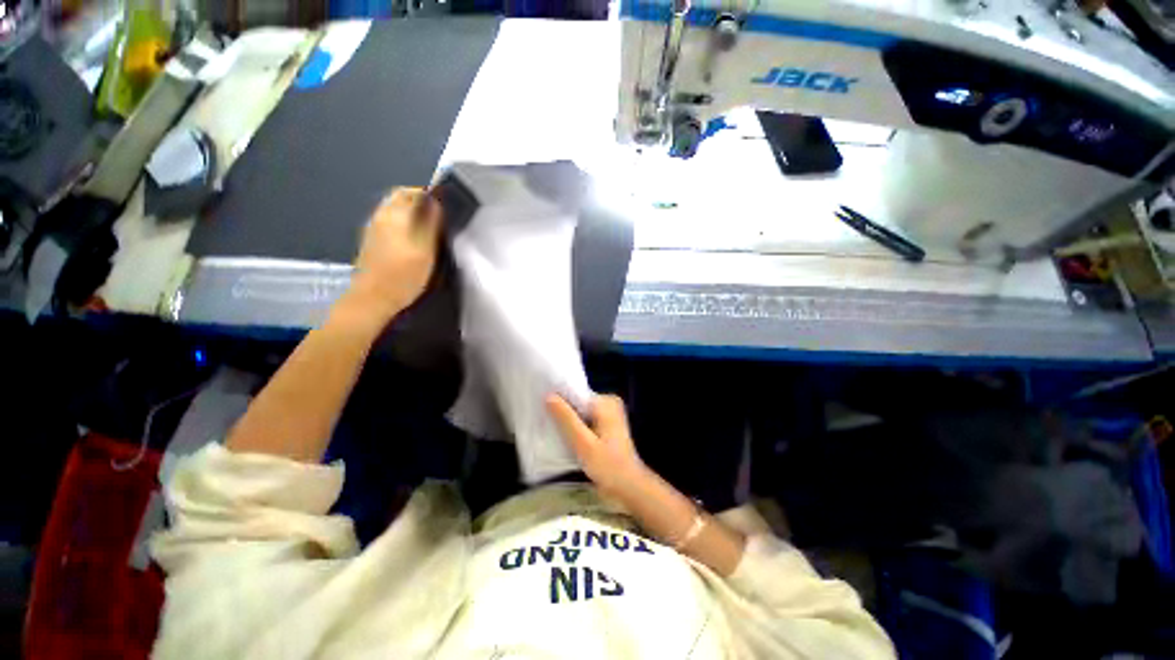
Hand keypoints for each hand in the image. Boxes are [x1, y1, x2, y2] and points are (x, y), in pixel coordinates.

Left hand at [344, 187, 441, 324]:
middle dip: (420, 201)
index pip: (412, 192)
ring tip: (431, 228)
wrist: (373, 299)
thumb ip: (430, 223)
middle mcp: (381, 216)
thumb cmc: (403, 275)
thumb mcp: (425, 249)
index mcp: (394, 214)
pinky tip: (415, 239)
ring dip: (412, 212)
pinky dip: (405, 223)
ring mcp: (374, 228)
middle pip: (401, 198)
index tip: (446, 206)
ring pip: (395, 210)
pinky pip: (391, 222)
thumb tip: (436, 201)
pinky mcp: (372, 241)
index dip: (430, 195)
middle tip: (439, 216)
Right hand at [546, 394, 650, 498]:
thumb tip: (549, 395)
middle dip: (563, 414)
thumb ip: (566, 418)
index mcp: (605, 402)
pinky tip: (565, 440)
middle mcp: (608, 403)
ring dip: (568, 423)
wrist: (629, 487)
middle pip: (578, 404)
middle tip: (545, 425)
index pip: (575, 394)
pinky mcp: (607, 427)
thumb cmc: (607, 465)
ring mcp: (609, 415)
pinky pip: (586, 421)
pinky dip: (577, 429)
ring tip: (551, 433)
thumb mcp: (583, 442)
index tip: (541, 411)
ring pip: (581, 414)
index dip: (558, 402)